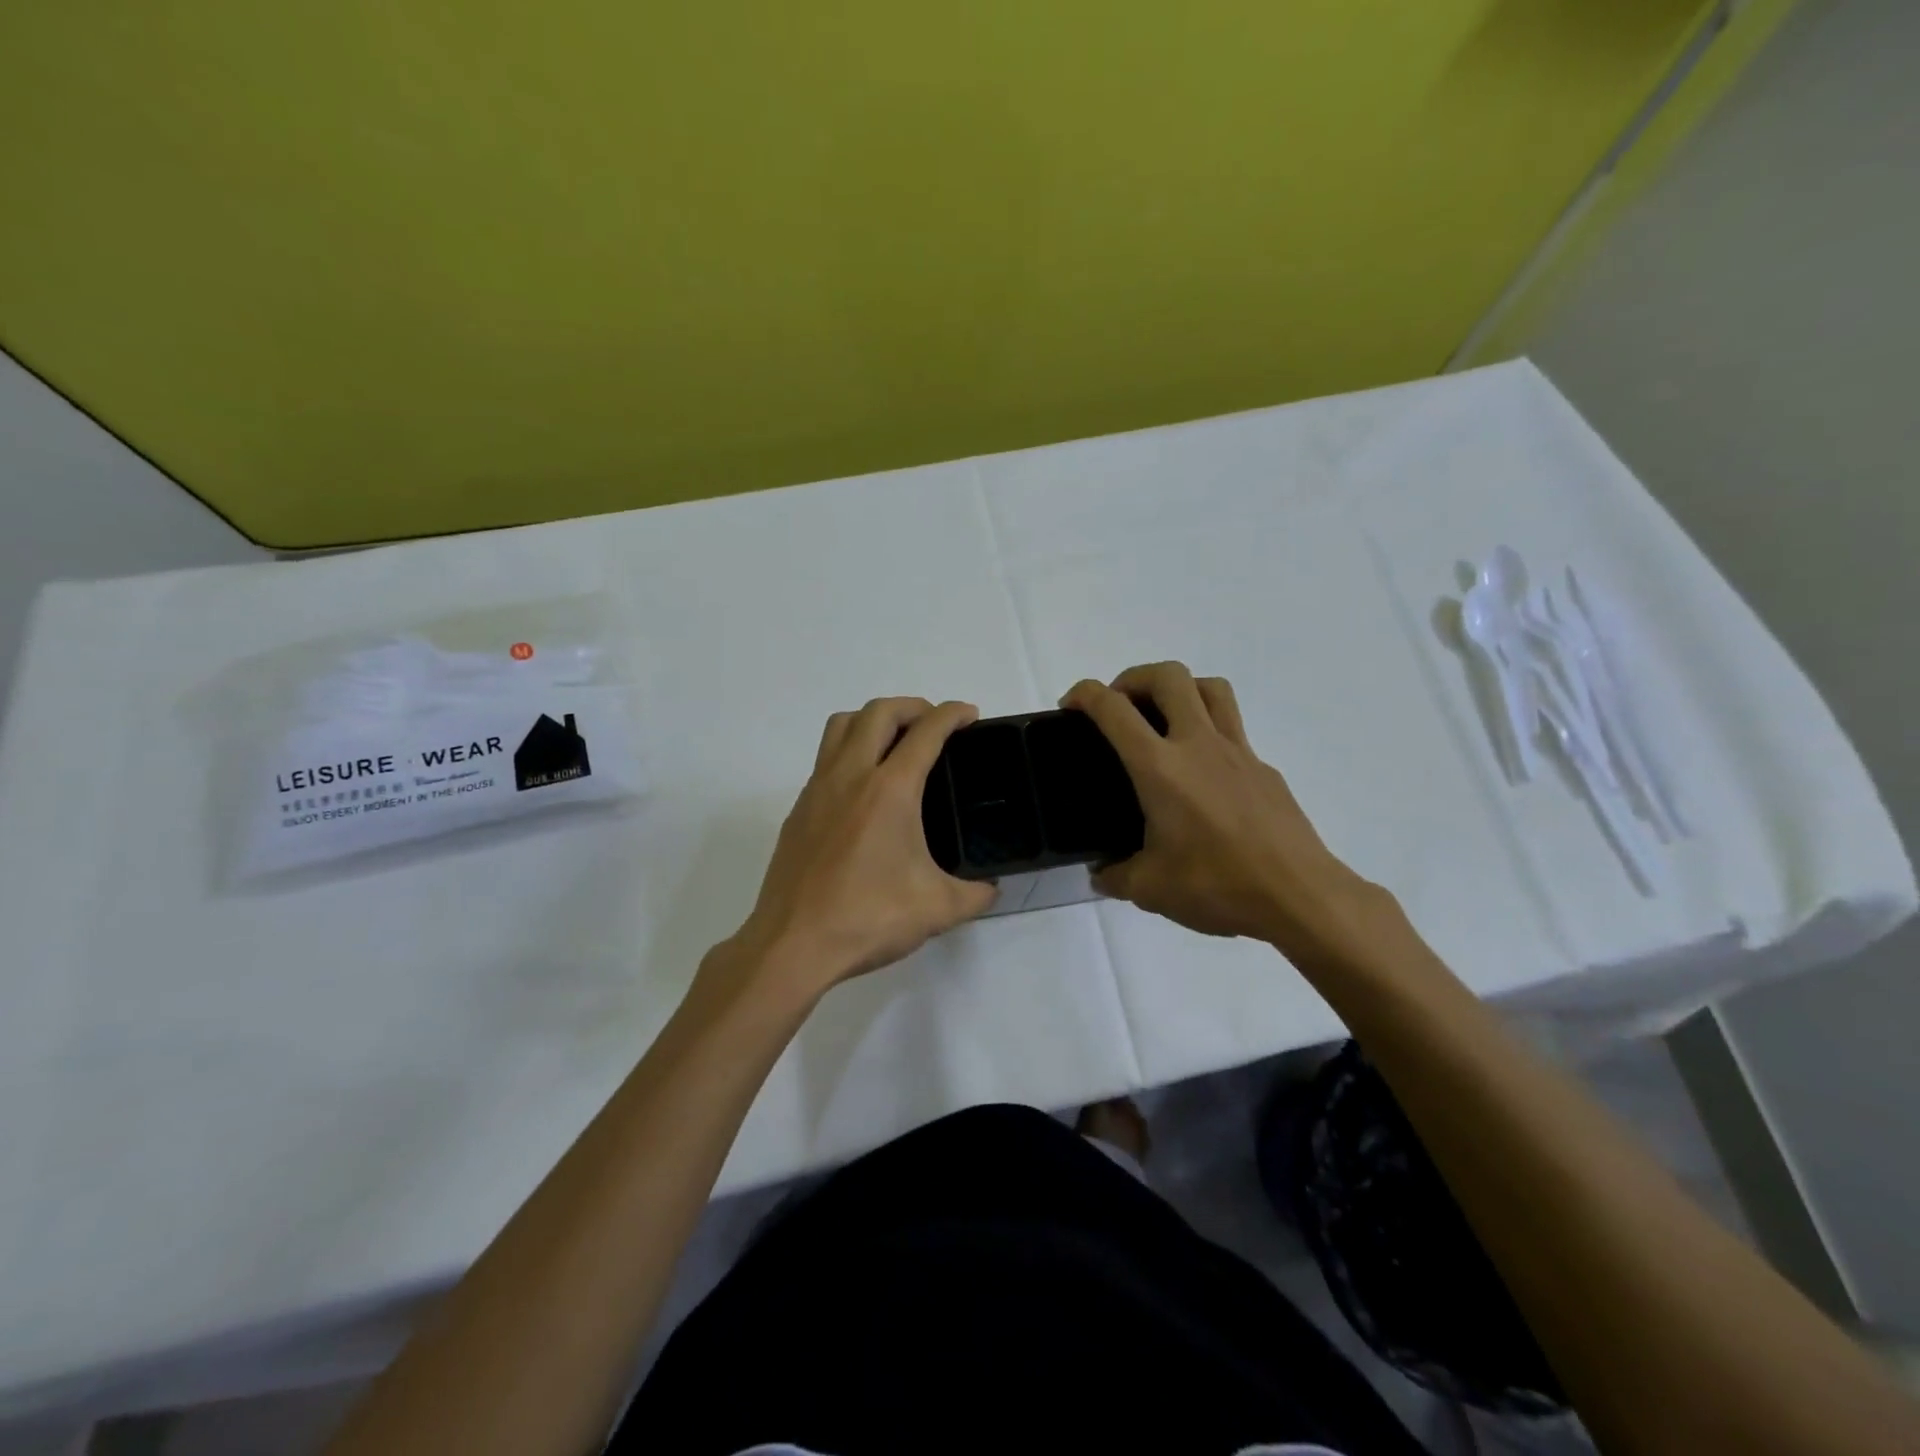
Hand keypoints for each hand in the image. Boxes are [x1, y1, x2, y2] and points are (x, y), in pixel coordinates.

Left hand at [722, 697, 996, 999]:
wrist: (793, 945)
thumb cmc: (868, 919)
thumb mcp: (938, 909)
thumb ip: (975, 894)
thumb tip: (991, 888)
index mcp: (890, 790)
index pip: (925, 732)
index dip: (952, 714)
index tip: (968, 714)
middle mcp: (850, 776)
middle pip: (878, 712)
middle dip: (913, 706)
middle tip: (934, 725)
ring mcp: (818, 790)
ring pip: (841, 725)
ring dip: (873, 719)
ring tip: (895, 742)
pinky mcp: (798, 810)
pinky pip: (825, 758)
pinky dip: (849, 751)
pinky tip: (864, 789)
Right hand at [1061, 663, 1387, 958]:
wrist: (1300, 897)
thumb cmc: (1218, 887)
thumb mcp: (1151, 889)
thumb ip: (1117, 875)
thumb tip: (1102, 873)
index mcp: (1160, 768)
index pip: (1114, 709)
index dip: (1084, 694)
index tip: (1071, 707)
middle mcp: (1199, 745)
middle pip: (1169, 675)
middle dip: (1134, 677)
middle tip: (1120, 707)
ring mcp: (1238, 752)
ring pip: (1211, 687)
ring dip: (1179, 689)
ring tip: (1162, 719)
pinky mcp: (1264, 770)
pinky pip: (1233, 731)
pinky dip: (1208, 733)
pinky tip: (1202, 778)